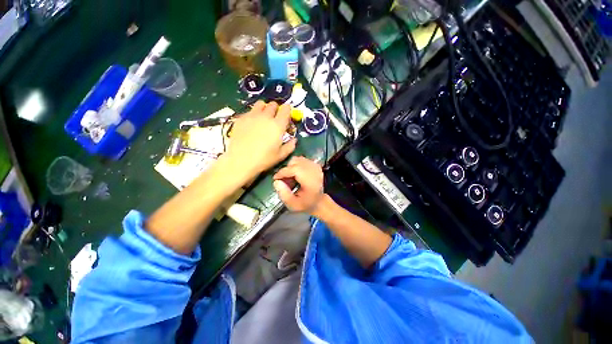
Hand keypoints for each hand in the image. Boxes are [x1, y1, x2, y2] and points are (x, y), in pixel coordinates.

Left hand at [226, 101, 296, 176]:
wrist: (240, 161)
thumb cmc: (263, 159)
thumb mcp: (281, 156)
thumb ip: (290, 146)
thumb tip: (294, 140)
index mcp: (278, 125)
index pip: (286, 109)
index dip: (287, 111)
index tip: (286, 117)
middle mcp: (266, 117)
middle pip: (273, 105)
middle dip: (276, 109)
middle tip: (274, 119)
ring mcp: (252, 116)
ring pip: (260, 104)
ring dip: (264, 108)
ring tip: (263, 118)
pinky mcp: (241, 118)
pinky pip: (249, 111)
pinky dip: (253, 114)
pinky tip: (251, 124)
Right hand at [272, 156, 324, 214]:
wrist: (319, 201)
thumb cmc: (306, 204)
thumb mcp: (293, 205)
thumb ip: (284, 194)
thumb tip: (276, 182)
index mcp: (310, 180)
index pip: (294, 169)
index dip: (282, 173)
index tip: (275, 179)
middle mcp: (314, 170)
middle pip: (295, 162)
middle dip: (286, 170)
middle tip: (283, 180)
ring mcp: (315, 166)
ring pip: (298, 159)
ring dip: (291, 167)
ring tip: (290, 178)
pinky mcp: (315, 164)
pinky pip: (302, 160)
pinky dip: (296, 165)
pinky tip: (296, 175)